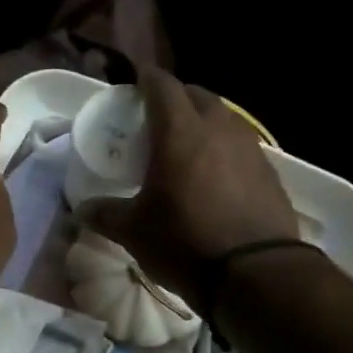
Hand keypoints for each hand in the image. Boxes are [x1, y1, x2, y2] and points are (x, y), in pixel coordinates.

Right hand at [78, 68, 300, 308]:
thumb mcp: (134, 232)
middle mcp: (218, 129)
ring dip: (204, 122)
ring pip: (224, 118)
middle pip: (198, 95)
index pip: (162, 86)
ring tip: (188, 144)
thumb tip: (82, 210)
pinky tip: (216, 174)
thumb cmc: (185, 243)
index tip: (136, 82)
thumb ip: (105, 214)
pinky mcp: (270, 172)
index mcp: (179, 133)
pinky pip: (242, 146)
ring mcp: (250, 148)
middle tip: (159, 116)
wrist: (255, 274)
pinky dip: (224, 149)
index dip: (147, 79)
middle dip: (178, 98)